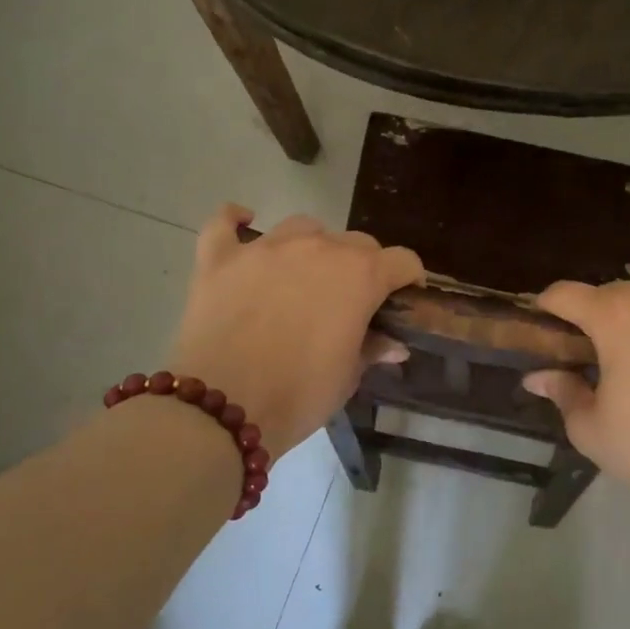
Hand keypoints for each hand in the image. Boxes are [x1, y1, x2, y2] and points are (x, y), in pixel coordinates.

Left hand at [167, 206, 422, 459]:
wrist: (221, 407)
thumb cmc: (299, 394)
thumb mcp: (347, 377)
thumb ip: (372, 349)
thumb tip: (394, 344)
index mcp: (360, 276)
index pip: (403, 261)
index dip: (409, 281)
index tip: (403, 302)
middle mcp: (318, 248)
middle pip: (356, 242)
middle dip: (363, 267)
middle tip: (351, 302)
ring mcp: (265, 248)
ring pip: (302, 227)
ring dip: (313, 246)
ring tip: (305, 275)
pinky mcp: (220, 258)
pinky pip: (225, 223)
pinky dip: (236, 221)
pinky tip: (244, 225)